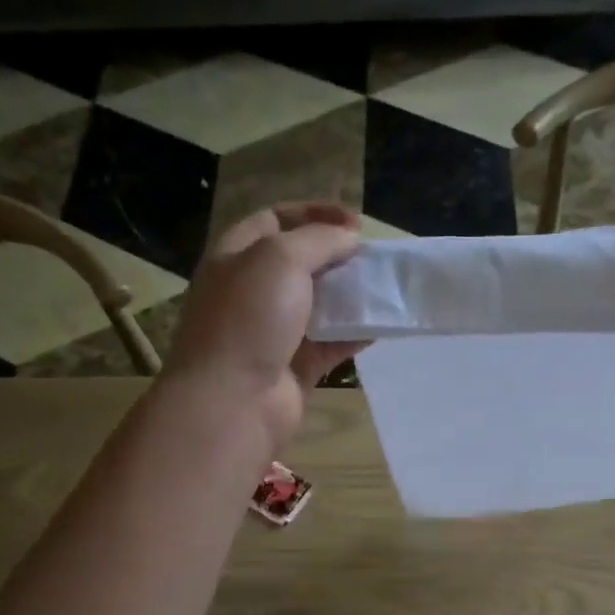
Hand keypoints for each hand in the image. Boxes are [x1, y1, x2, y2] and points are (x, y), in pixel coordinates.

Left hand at [161, 203, 366, 449]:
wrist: (232, 401)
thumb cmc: (249, 318)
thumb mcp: (281, 258)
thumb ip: (319, 240)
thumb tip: (348, 239)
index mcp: (235, 257)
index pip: (275, 220)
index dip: (314, 213)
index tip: (355, 222)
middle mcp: (251, 292)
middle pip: (299, 263)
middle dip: (336, 255)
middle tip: (370, 257)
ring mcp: (272, 332)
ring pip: (317, 304)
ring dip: (349, 294)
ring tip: (382, 288)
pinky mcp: (294, 366)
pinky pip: (330, 343)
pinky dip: (354, 333)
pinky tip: (381, 326)